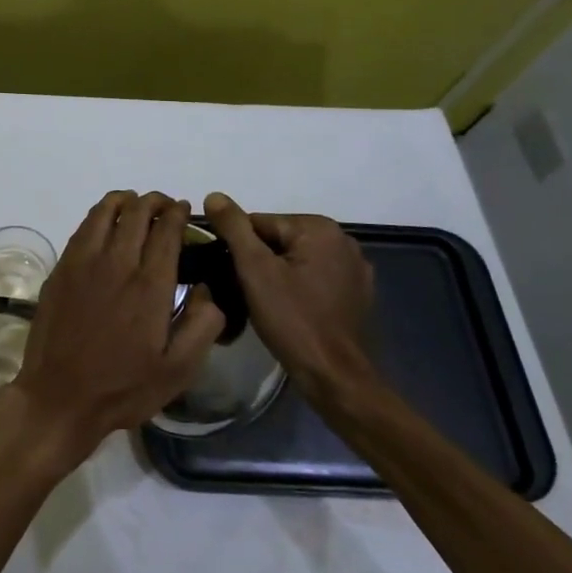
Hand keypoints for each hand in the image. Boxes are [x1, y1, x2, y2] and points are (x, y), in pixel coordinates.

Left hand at [7, 191, 223, 472]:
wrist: (60, 396)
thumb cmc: (124, 387)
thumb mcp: (179, 370)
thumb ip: (203, 325)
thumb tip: (207, 289)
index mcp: (150, 286)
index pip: (166, 231)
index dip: (177, 214)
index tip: (184, 209)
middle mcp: (117, 263)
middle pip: (137, 213)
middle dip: (154, 202)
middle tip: (164, 205)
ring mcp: (83, 263)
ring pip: (105, 212)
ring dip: (125, 201)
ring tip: (135, 204)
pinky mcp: (61, 269)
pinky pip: (83, 227)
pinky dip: (99, 215)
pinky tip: (105, 223)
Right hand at [203, 192, 379, 412]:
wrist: (334, 376)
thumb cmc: (292, 319)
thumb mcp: (254, 270)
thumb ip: (234, 228)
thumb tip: (214, 196)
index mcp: (320, 228)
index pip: (260, 224)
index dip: (239, 248)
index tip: (232, 275)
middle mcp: (343, 241)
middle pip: (279, 240)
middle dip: (258, 261)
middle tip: (245, 292)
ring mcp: (355, 269)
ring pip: (296, 260)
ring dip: (277, 275)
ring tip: (264, 304)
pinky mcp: (357, 294)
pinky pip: (315, 278)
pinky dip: (298, 288)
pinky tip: (290, 310)